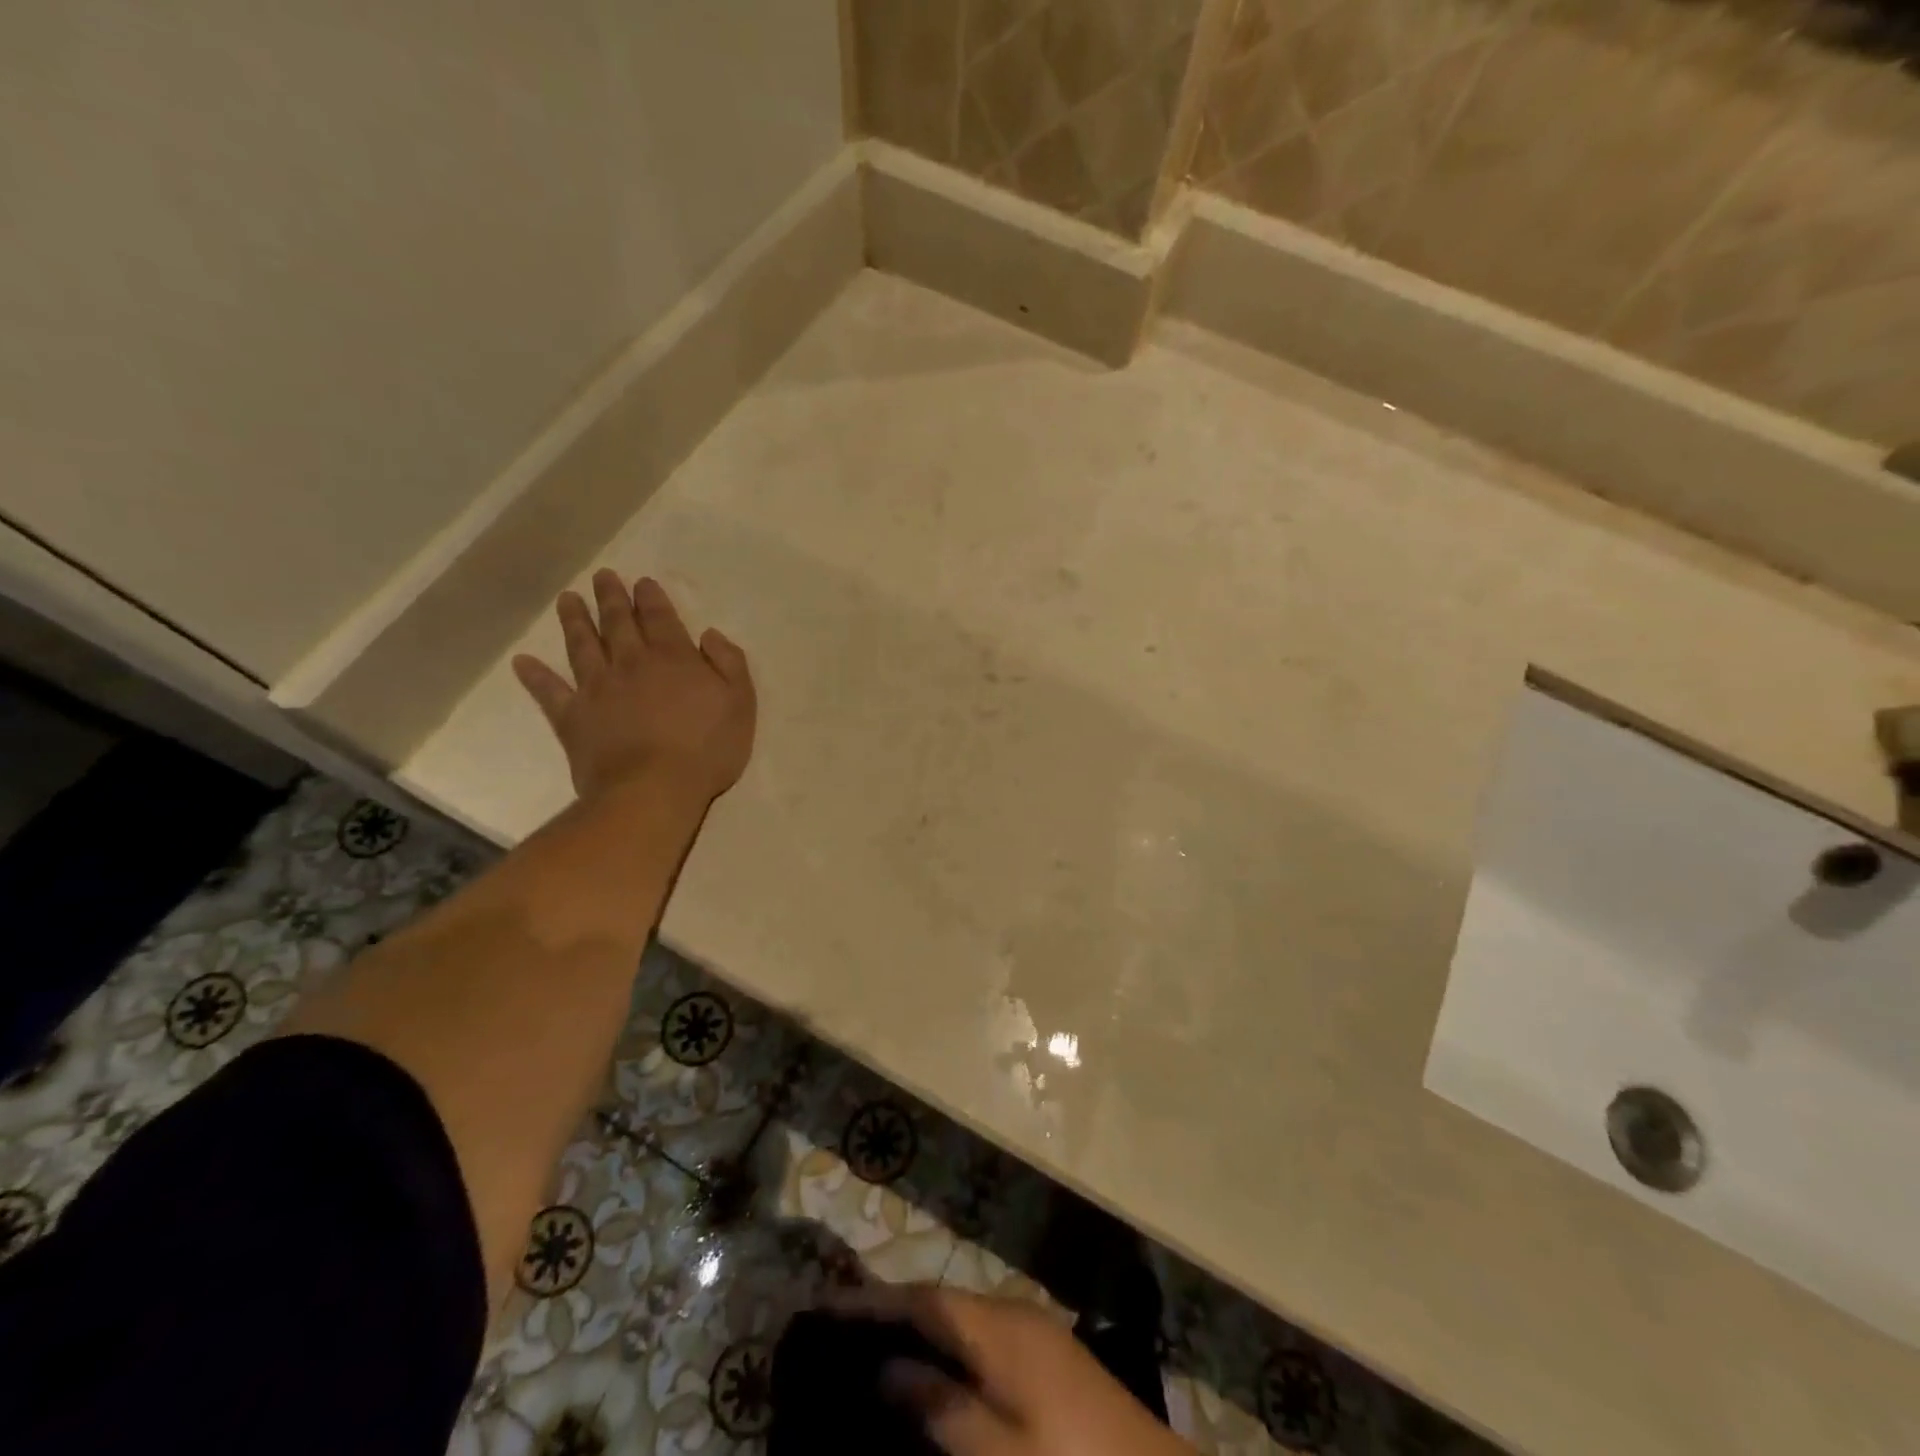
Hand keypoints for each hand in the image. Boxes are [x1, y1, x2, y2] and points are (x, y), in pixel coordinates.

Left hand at [511, 571, 755, 802]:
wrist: (654, 790)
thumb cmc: (707, 749)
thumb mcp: (740, 704)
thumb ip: (729, 664)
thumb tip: (709, 635)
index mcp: (674, 658)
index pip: (660, 618)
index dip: (651, 598)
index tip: (642, 582)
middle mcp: (631, 663)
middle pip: (618, 623)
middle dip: (611, 598)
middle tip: (602, 577)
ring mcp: (597, 689)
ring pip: (582, 646)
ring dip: (574, 621)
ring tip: (567, 599)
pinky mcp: (573, 718)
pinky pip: (549, 692)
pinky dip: (535, 676)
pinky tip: (522, 662)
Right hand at [827, 1284, 1193, 1455]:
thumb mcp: (1000, 1454)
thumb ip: (942, 1408)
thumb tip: (887, 1370)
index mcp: (998, 1326)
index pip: (924, 1299)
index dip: (875, 1300)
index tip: (827, 1303)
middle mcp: (1012, 1312)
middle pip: (941, 1300)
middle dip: (893, 1308)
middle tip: (841, 1326)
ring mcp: (1033, 1331)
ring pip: (960, 1316)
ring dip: (920, 1324)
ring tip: (874, 1343)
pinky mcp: (1046, 1355)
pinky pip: (980, 1335)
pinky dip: (948, 1344)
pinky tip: (931, 1369)